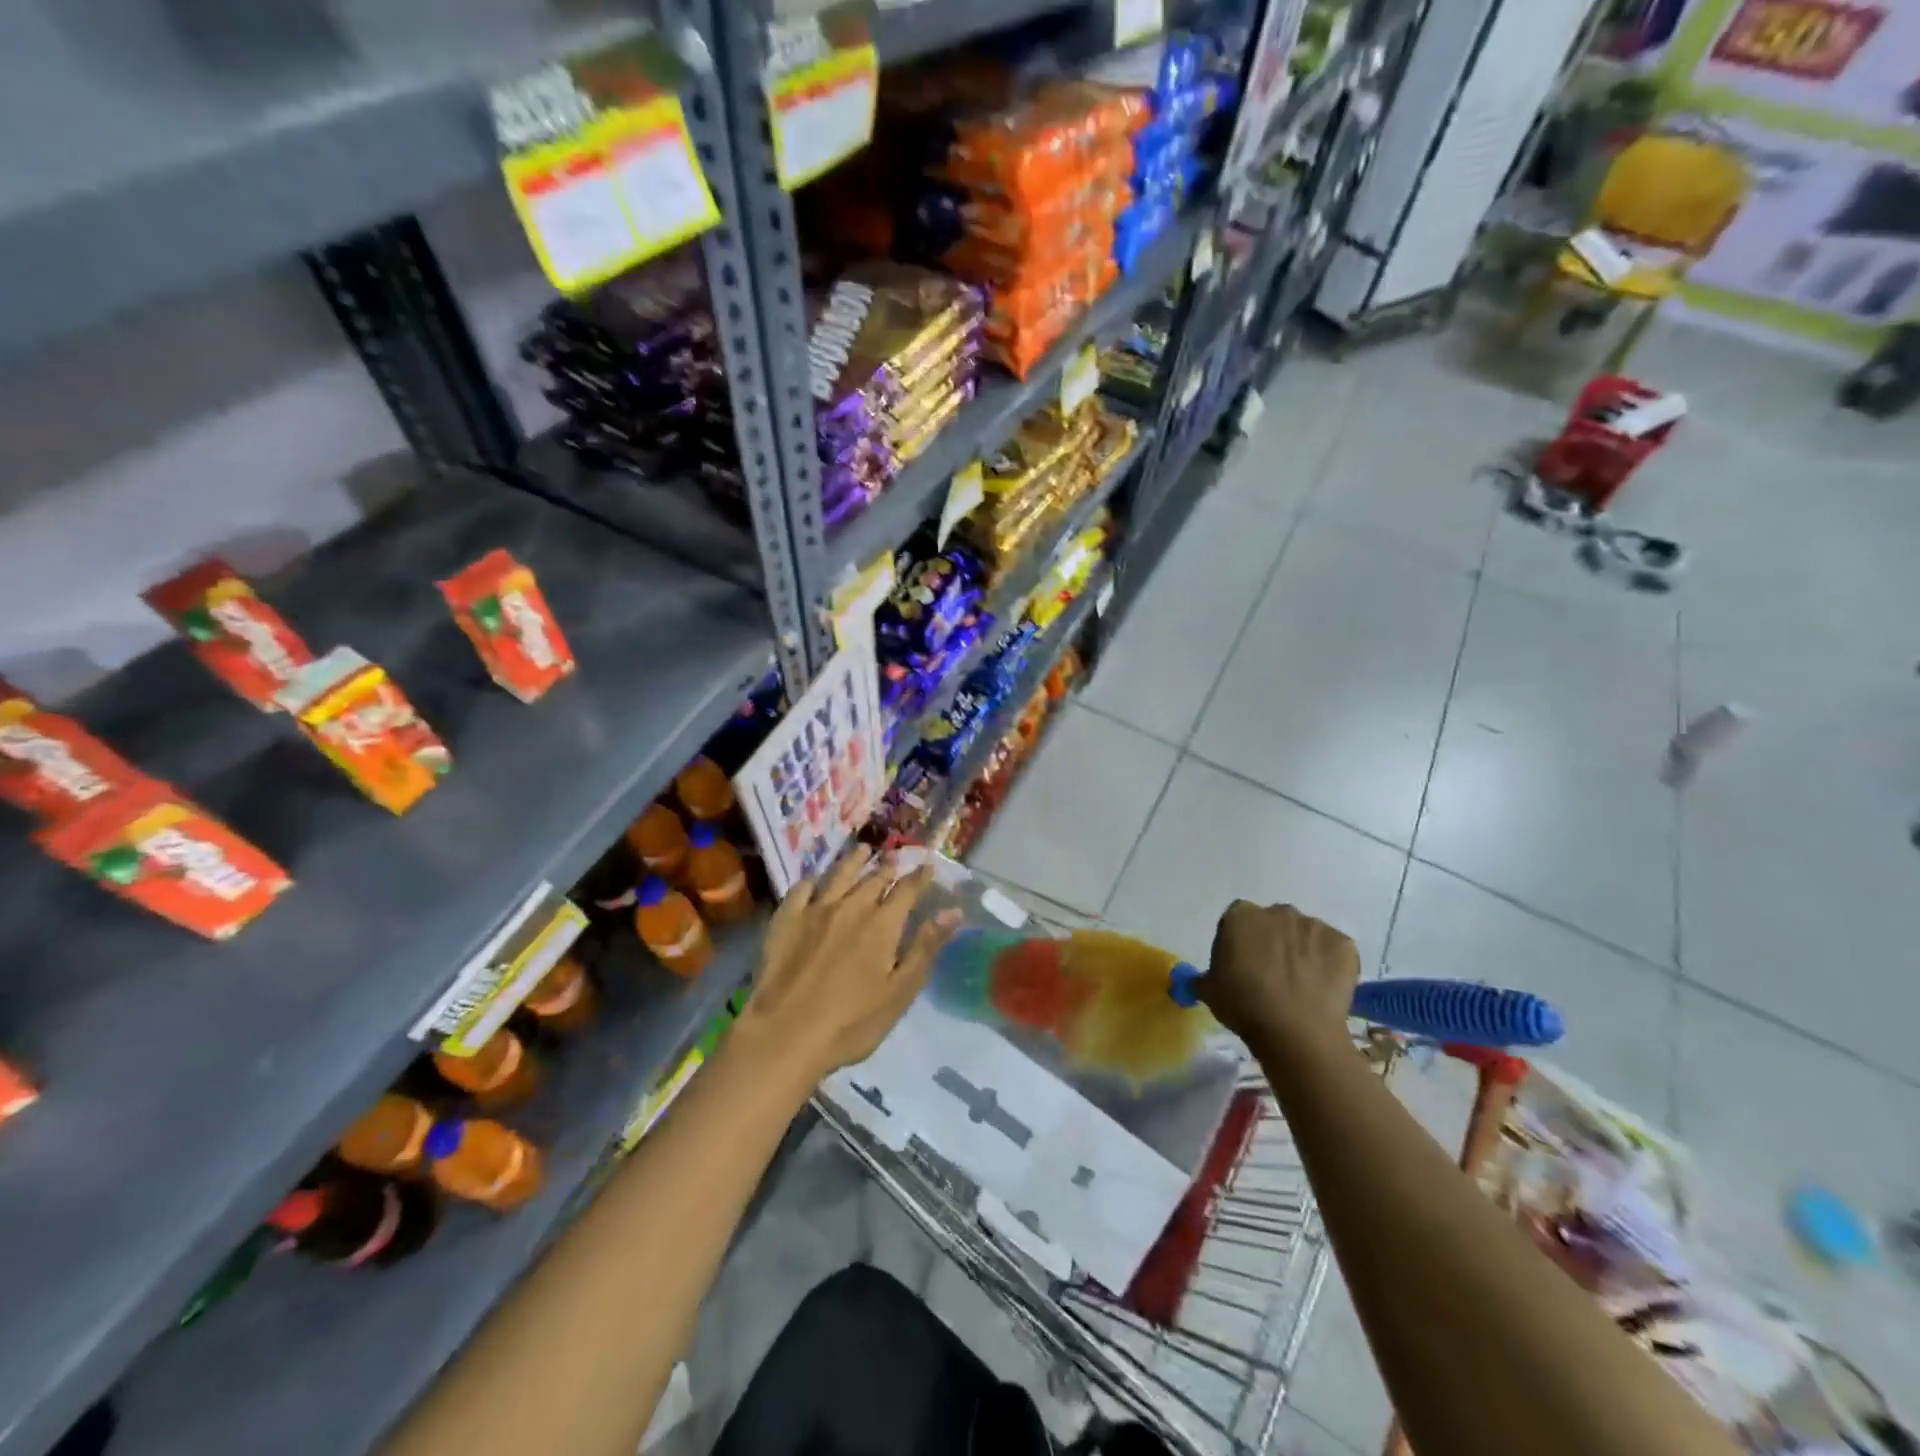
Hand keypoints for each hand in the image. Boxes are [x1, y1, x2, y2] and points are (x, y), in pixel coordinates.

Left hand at [732, 847, 958, 1091]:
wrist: (785, 1034)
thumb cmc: (852, 1022)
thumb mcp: (900, 991)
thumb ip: (926, 946)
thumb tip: (953, 910)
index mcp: (883, 924)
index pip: (907, 890)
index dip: (919, 877)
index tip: (927, 866)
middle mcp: (851, 906)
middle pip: (873, 878)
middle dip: (888, 866)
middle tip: (895, 856)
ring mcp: (815, 909)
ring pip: (839, 874)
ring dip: (854, 860)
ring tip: (863, 850)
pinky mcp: (786, 919)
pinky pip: (802, 888)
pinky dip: (814, 879)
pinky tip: (816, 879)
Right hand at [1202, 901, 1358, 1050]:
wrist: (1297, 1033)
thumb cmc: (1244, 1006)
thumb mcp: (1210, 992)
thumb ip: (1202, 978)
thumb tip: (1198, 980)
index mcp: (1240, 916)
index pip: (1237, 921)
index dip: (1239, 943)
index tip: (1241, 967)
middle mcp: (1277, 911)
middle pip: (1272, 923)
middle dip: (1272, 942)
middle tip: (1271, 976)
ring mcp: (1313, 925)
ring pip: (1304, 935)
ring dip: (1301, 952)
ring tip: (1300, 986)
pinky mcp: (1343, 944)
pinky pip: (1332, 950)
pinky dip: (1328, 964)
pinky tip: (1323, 989)